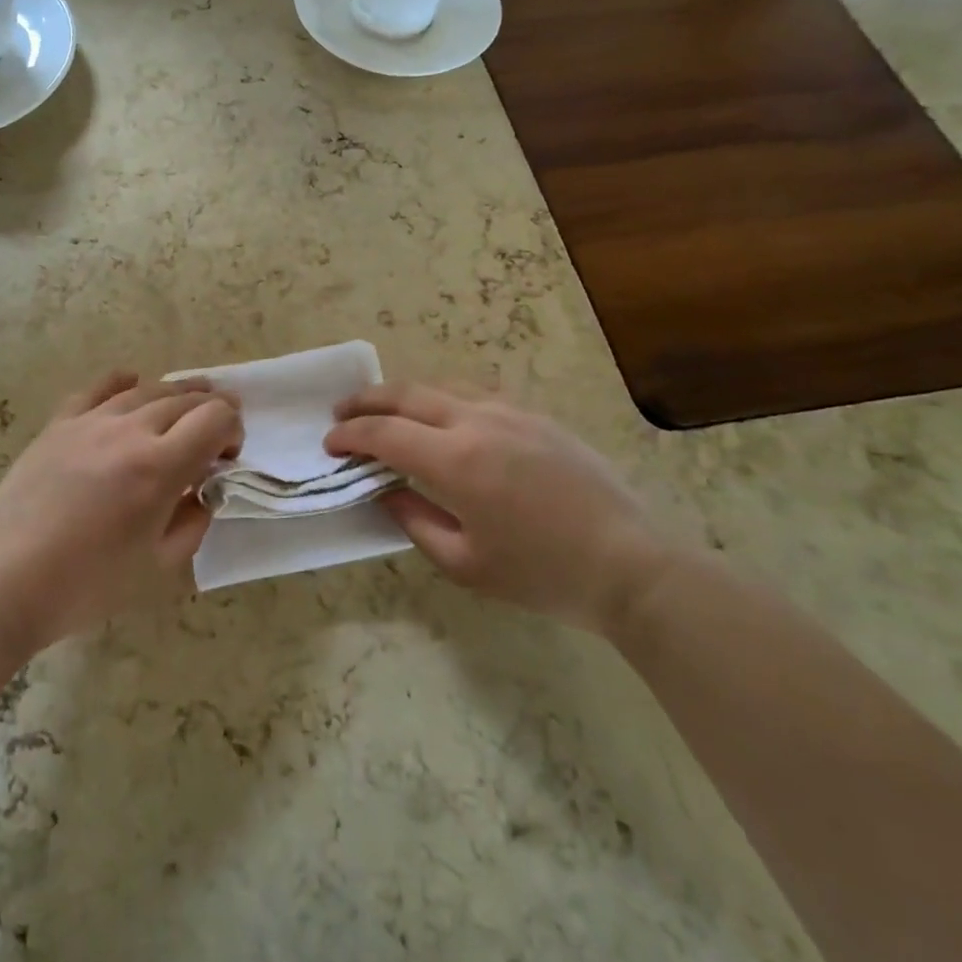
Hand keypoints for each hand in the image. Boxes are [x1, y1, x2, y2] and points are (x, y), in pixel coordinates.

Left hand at [0, 372, 241, 654]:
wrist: (4, 581)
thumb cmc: (87, 586)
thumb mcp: (158, 567)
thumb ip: (193, 522)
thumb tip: (202, 492)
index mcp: (159, 467)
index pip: (215, 419)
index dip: (233, 430)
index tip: (228, 457)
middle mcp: (129, 431)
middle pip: (185, 399)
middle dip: (211, 410)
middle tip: (216, 434)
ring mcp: (90, 422)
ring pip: (146, 390)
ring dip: (175, 394)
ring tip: (185, 406)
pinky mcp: (58, 425)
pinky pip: (96, 389)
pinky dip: (122, 382)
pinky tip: (131, 383)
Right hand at [325, 384, 663, 634]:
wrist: (631, 565)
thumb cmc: (543, 575)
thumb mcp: (465, 564)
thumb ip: (415, 521)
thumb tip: (388, 492)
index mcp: (456, 461)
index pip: (384, 434)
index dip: (350, 435)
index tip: (330, 444)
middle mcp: (478, 423)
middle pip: (407, 395)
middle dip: (367, 401)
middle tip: (342, 412)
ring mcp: (512, 413)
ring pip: (443, 386)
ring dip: (405, 395)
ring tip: (387, 409)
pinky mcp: (537, 417)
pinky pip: (477, 394)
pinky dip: (445, 399)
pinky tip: (444, 417)